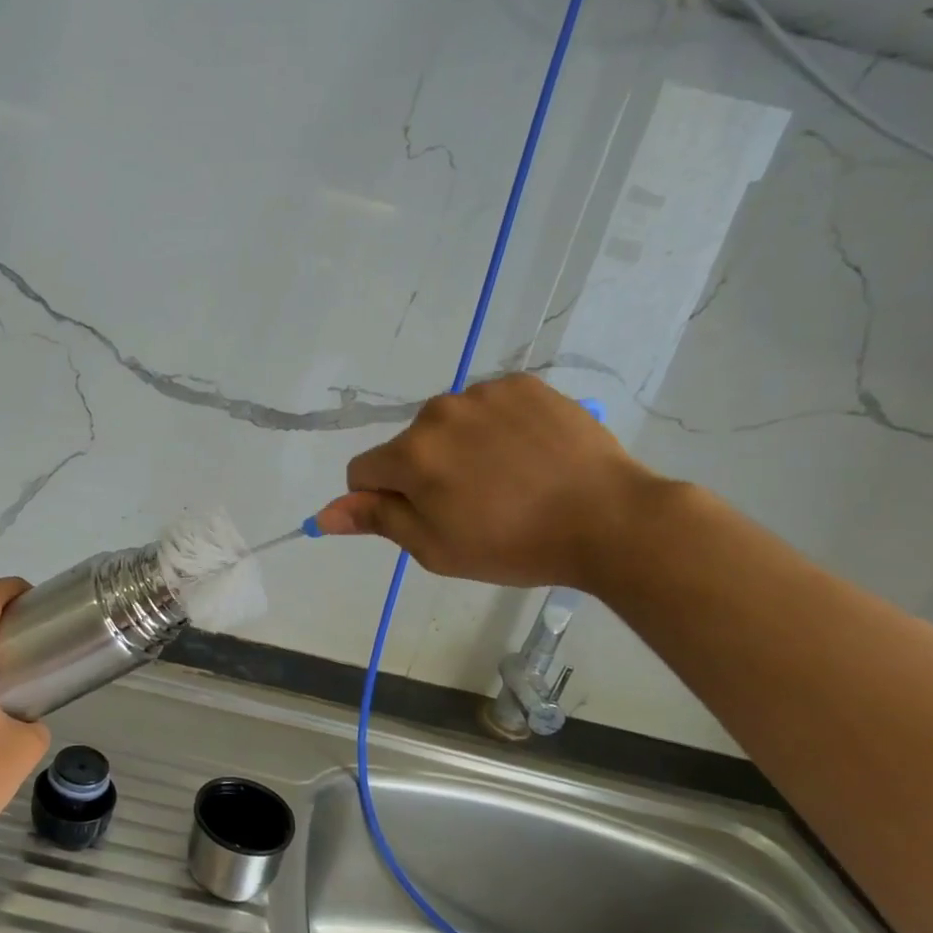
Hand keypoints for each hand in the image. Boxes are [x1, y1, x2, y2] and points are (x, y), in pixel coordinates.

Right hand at [315, 374, 659, 590]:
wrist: (609, 519)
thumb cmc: (513, 545)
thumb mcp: (435, 548)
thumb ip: (377, 520)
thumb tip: (324, 514)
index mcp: (411, 455)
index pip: (363, 471)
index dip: (383, 499)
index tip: (422, 518)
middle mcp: (437, 412)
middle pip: (408, 446)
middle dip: (425, 472)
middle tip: (473, 505)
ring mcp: (482, 392)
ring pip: (448, 424)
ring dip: (461, 447)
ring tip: (508, 480)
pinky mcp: (522, 383)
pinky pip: (488, 405)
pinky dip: (497, 427)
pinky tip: (528, 454)